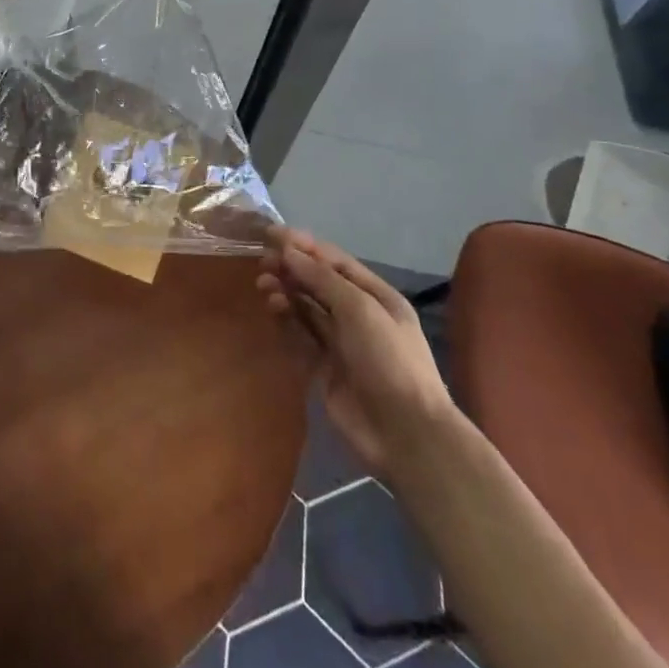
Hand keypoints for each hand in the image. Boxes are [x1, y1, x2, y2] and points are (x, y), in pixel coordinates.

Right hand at [257, 227, 452, 480]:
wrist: (405, 434)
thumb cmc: (389, 359)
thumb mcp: (360, 309)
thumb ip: (321, 278)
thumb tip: (288, 252)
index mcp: (375, 295)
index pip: (334, 261)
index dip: (303, 245)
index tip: (271, 234)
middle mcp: (358, 315)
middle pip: (318, 283)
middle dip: (291, 268)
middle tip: (263, 261)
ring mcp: (341, 343)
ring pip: (306, 308)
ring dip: (286, 292)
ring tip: (264, 284)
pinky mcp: (324, 369)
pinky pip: (300, 336)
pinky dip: (286, 320)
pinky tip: (273, 308)